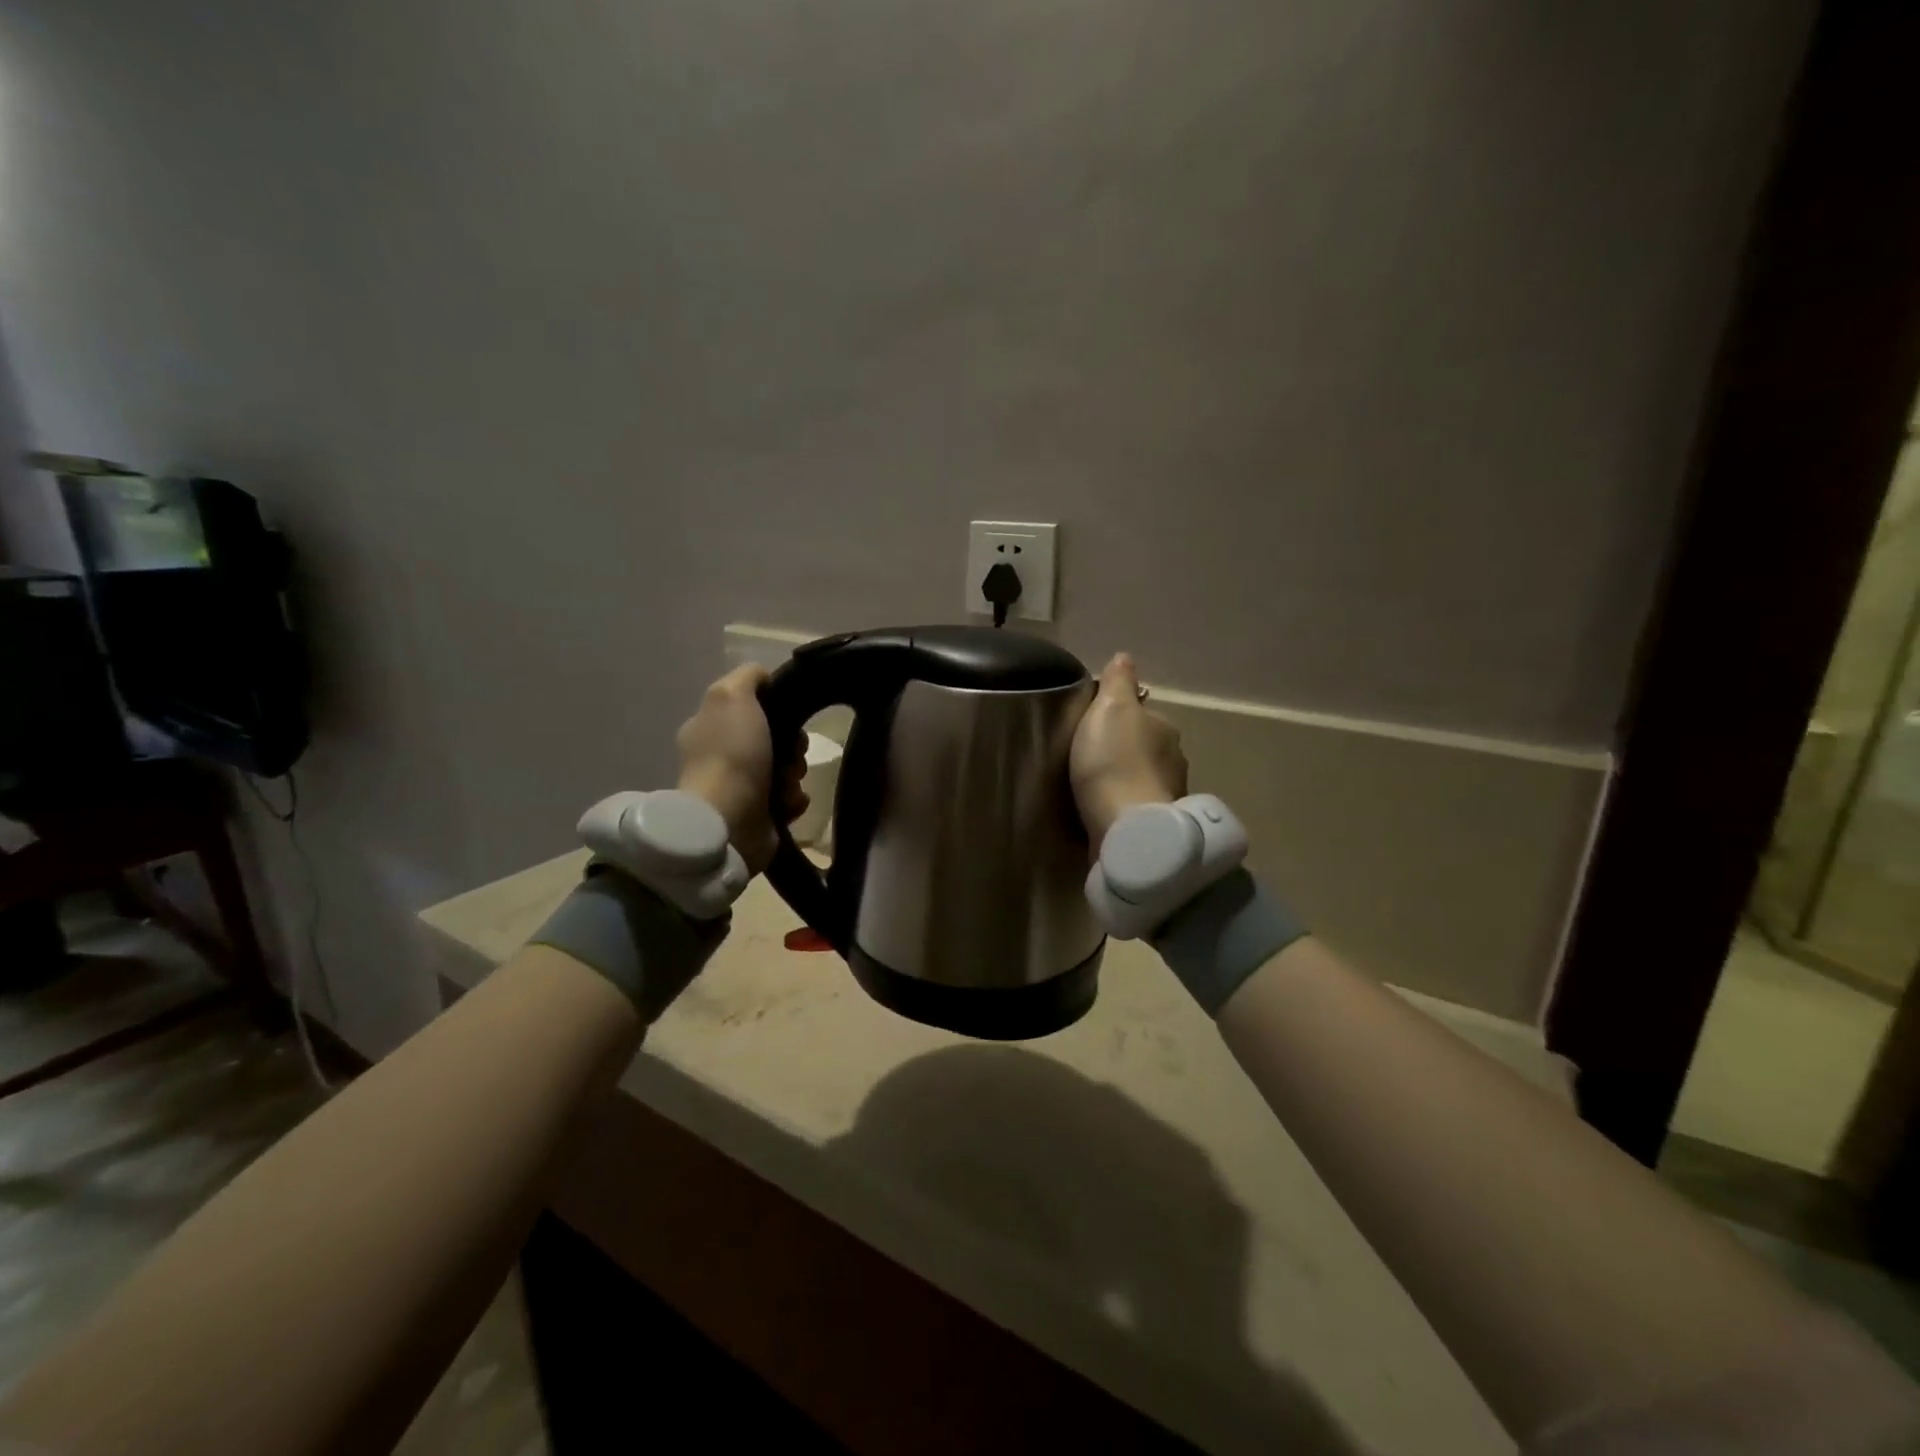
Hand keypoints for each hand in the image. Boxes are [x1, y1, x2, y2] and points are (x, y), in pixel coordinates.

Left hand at [676, 664, 807, 874]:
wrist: (729, 820)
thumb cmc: (732, 754)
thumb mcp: (733, 696)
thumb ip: (748, 677)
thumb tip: (764, 678)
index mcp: (710, 727)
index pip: (751, 708)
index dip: (776, 708)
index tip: (789, 716)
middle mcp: (722, 757)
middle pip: (774, 739)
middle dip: (792, 745)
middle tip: (793, 753)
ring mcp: (740, 789)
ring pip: (786, 769)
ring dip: (795, 774)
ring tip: (788, 784)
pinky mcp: (759, 817)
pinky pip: (789, 800)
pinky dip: (794, 800)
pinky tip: (788, 803)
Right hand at [1070, 653, 1187, 852]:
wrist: (1127, 827)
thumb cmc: (1113, 761)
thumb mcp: (1109, 708)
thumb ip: (1118, 682)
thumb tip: (1125, 657)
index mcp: (1164, 727)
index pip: (1142, 715)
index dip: (1118, 719)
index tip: (1093, 730)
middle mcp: (1175, 759)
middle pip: (1145, 747)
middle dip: (1124, 752)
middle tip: (1090, 760)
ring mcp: (1169, 794)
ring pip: (1144, 778)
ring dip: (1126, 781)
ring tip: (1097, 789)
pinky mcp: (1157, 826)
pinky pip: (1139, 807)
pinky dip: (1126, 806)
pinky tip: (1108, 812)